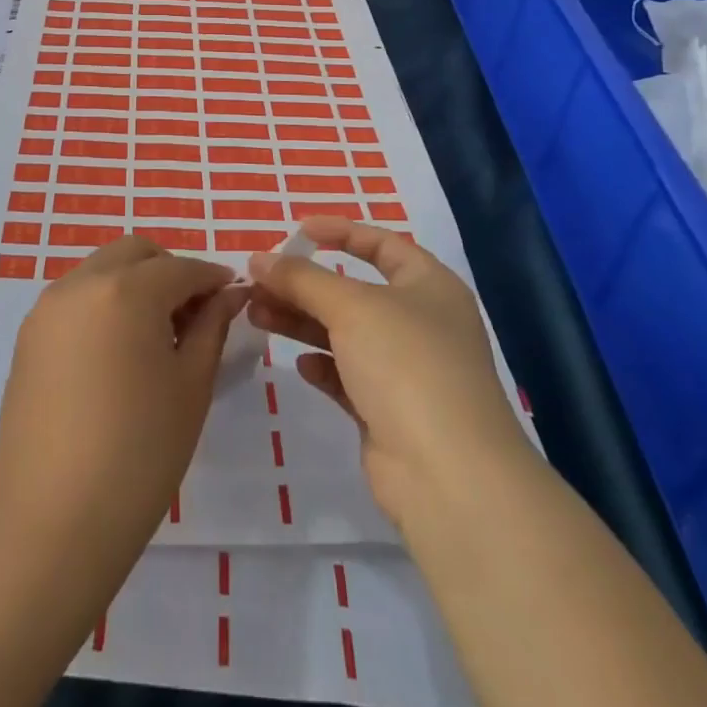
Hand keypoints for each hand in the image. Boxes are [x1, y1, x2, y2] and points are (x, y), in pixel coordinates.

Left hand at [0, 234, 246, 551]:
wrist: (54, 520)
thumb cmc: (140, 452)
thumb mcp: (191, 386)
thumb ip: (211, 327)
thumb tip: (228, 295)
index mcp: (127, 290)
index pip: (181, 268)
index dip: (212, 278)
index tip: (232, 296)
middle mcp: (82, 284)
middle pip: (135, 253)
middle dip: (169, 270)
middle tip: (193, 312)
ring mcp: (48, 308)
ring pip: (101, 269)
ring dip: (134, 283)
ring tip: (154, 334)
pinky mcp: (28, 336)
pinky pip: (75, 298)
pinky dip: (103, 303)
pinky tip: (117, 350)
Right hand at [247, 216, 530, 530]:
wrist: (449, 477)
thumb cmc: (406, 365)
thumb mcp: (350, 307)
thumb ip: (301, 278)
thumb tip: (258, 258)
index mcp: (429, 286)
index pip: (382, 244)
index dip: (341, 232)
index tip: (298, 230)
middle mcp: (422, 323)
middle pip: (354, 291)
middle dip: (305, 284)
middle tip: (259, 281)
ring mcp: (407, 371)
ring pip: (345, 334)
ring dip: (302, 322)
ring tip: (257, 315)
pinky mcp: (391, 413)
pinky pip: (349, 377)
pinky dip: (323, 366)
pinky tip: (301, 365)